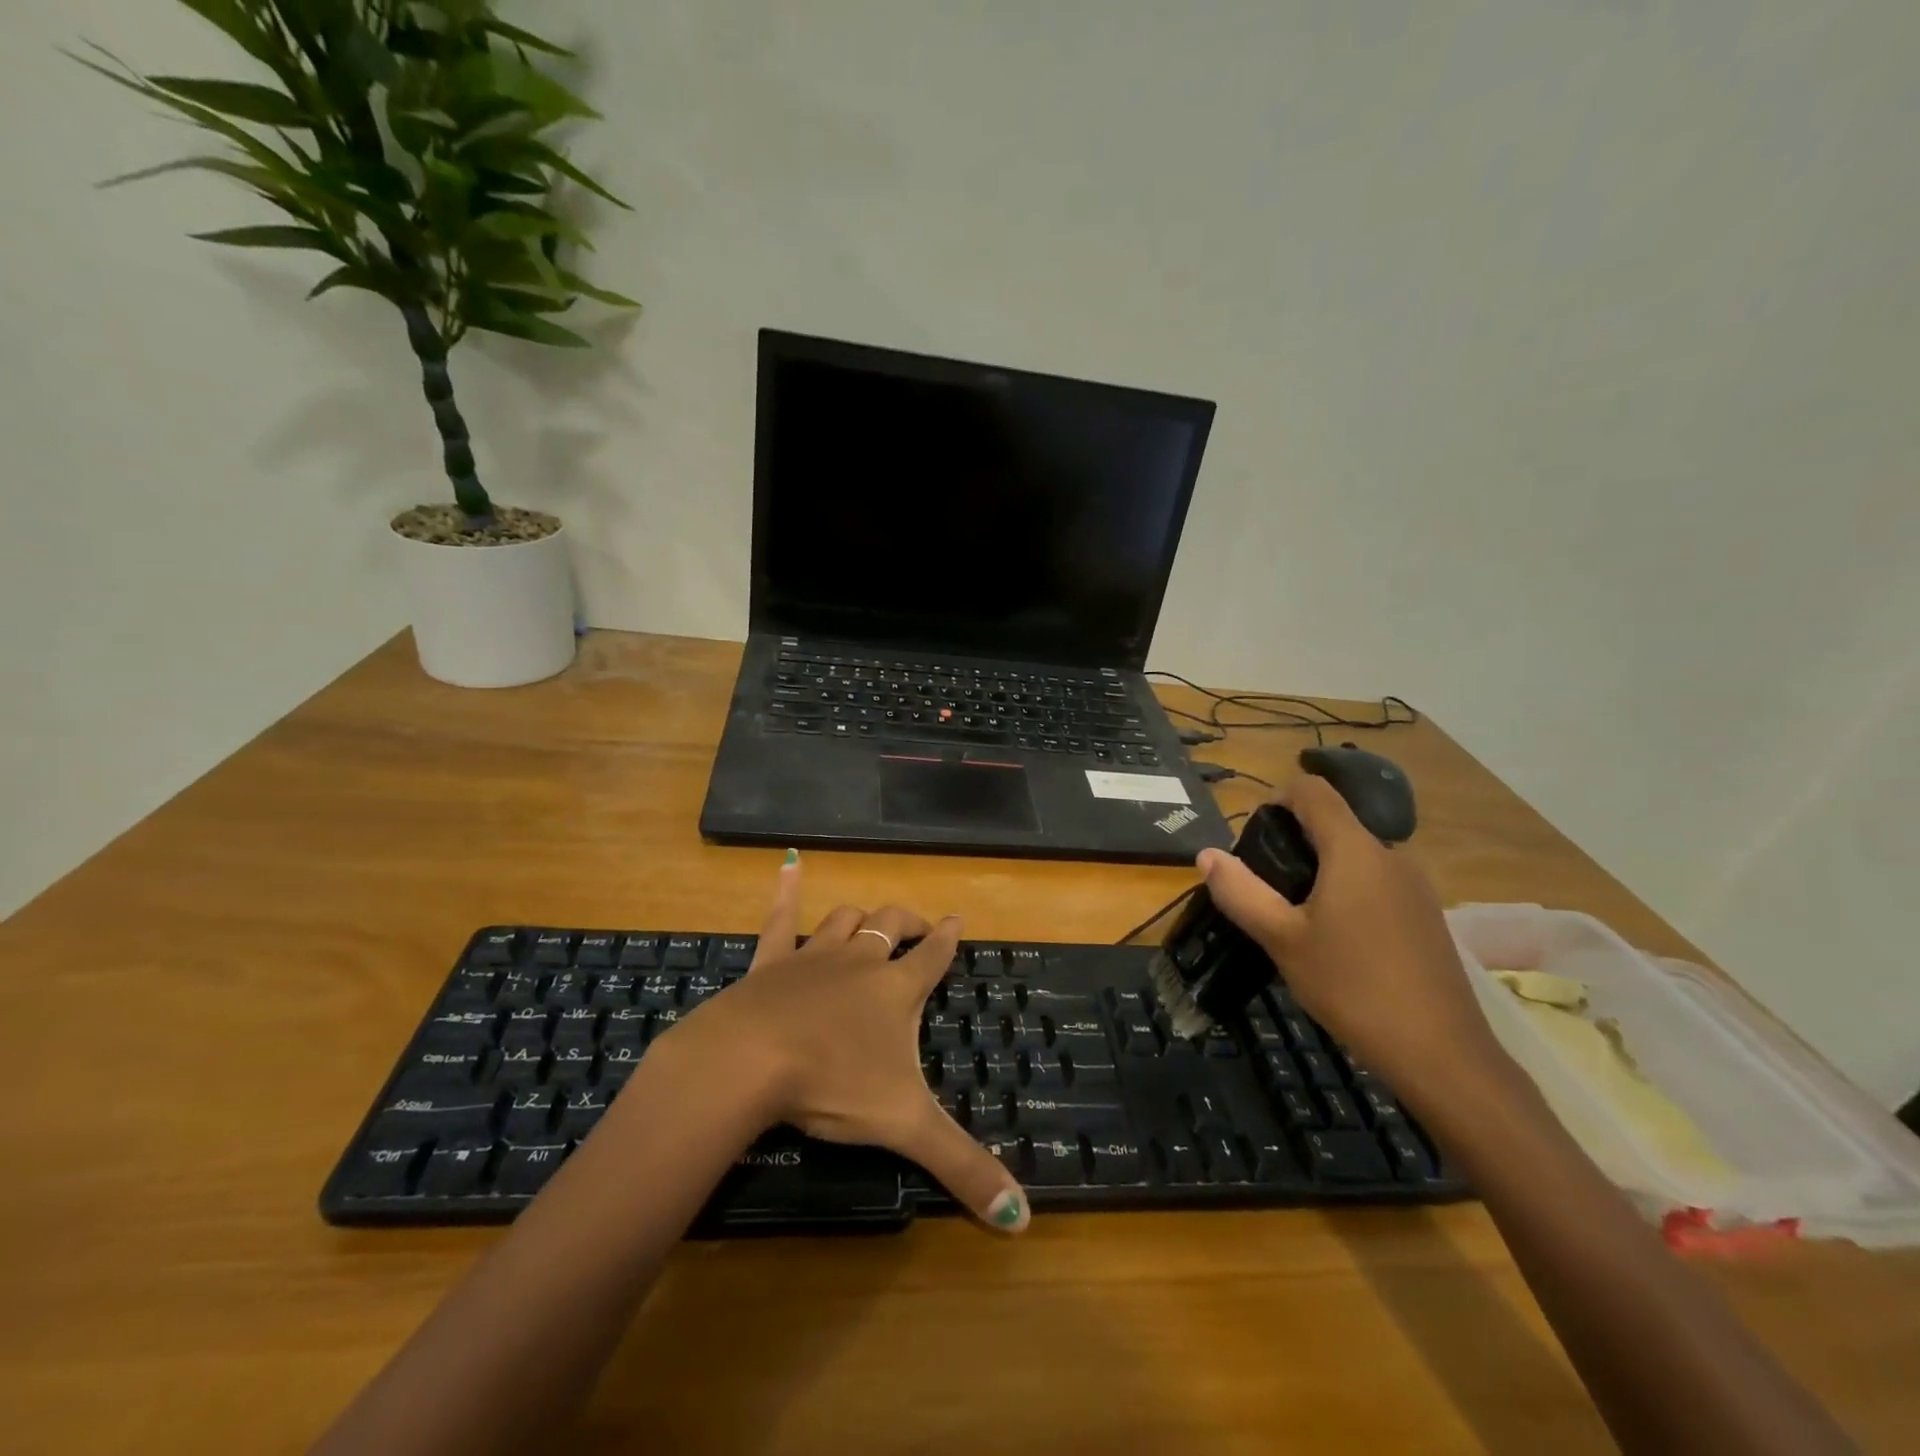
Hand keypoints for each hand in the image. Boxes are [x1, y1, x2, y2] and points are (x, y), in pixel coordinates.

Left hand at [668, 853, 1030, 1232]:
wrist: (748, 1061)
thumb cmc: (832, 1084)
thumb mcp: (905, 1128)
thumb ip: (962, 1168)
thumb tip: (1022, 1220)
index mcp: (895, 991)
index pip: (933, 956)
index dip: (948, 937)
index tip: (958, 919)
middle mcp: (859, 963)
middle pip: (890, 926)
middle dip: (908, 921)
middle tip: (919, 924)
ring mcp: (811, 957)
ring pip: (843, 920)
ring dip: (859, 916)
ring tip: (868, 919)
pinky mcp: (768, 963)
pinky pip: (778, 918)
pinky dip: (786, 891)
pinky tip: (789, 863)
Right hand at [1196, 777, 1500, 1097]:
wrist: (1440, 1053)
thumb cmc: (1352, 987)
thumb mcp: (1282, 939)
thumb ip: (1241, 891)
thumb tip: (1206, 854)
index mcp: (1354, 851)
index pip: (1314, 791)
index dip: (1278, 796)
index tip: (1253, 833)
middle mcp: (1391, 856)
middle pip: (1334, 823)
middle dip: (1293, 840)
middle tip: (1264, 884)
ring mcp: (1415, 887)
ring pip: (1356, 856)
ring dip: (1320, 869)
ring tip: (1294, 915)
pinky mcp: (1426, 916)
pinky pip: (1377, 883)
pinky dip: (1347, 891)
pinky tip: (1336, 940)